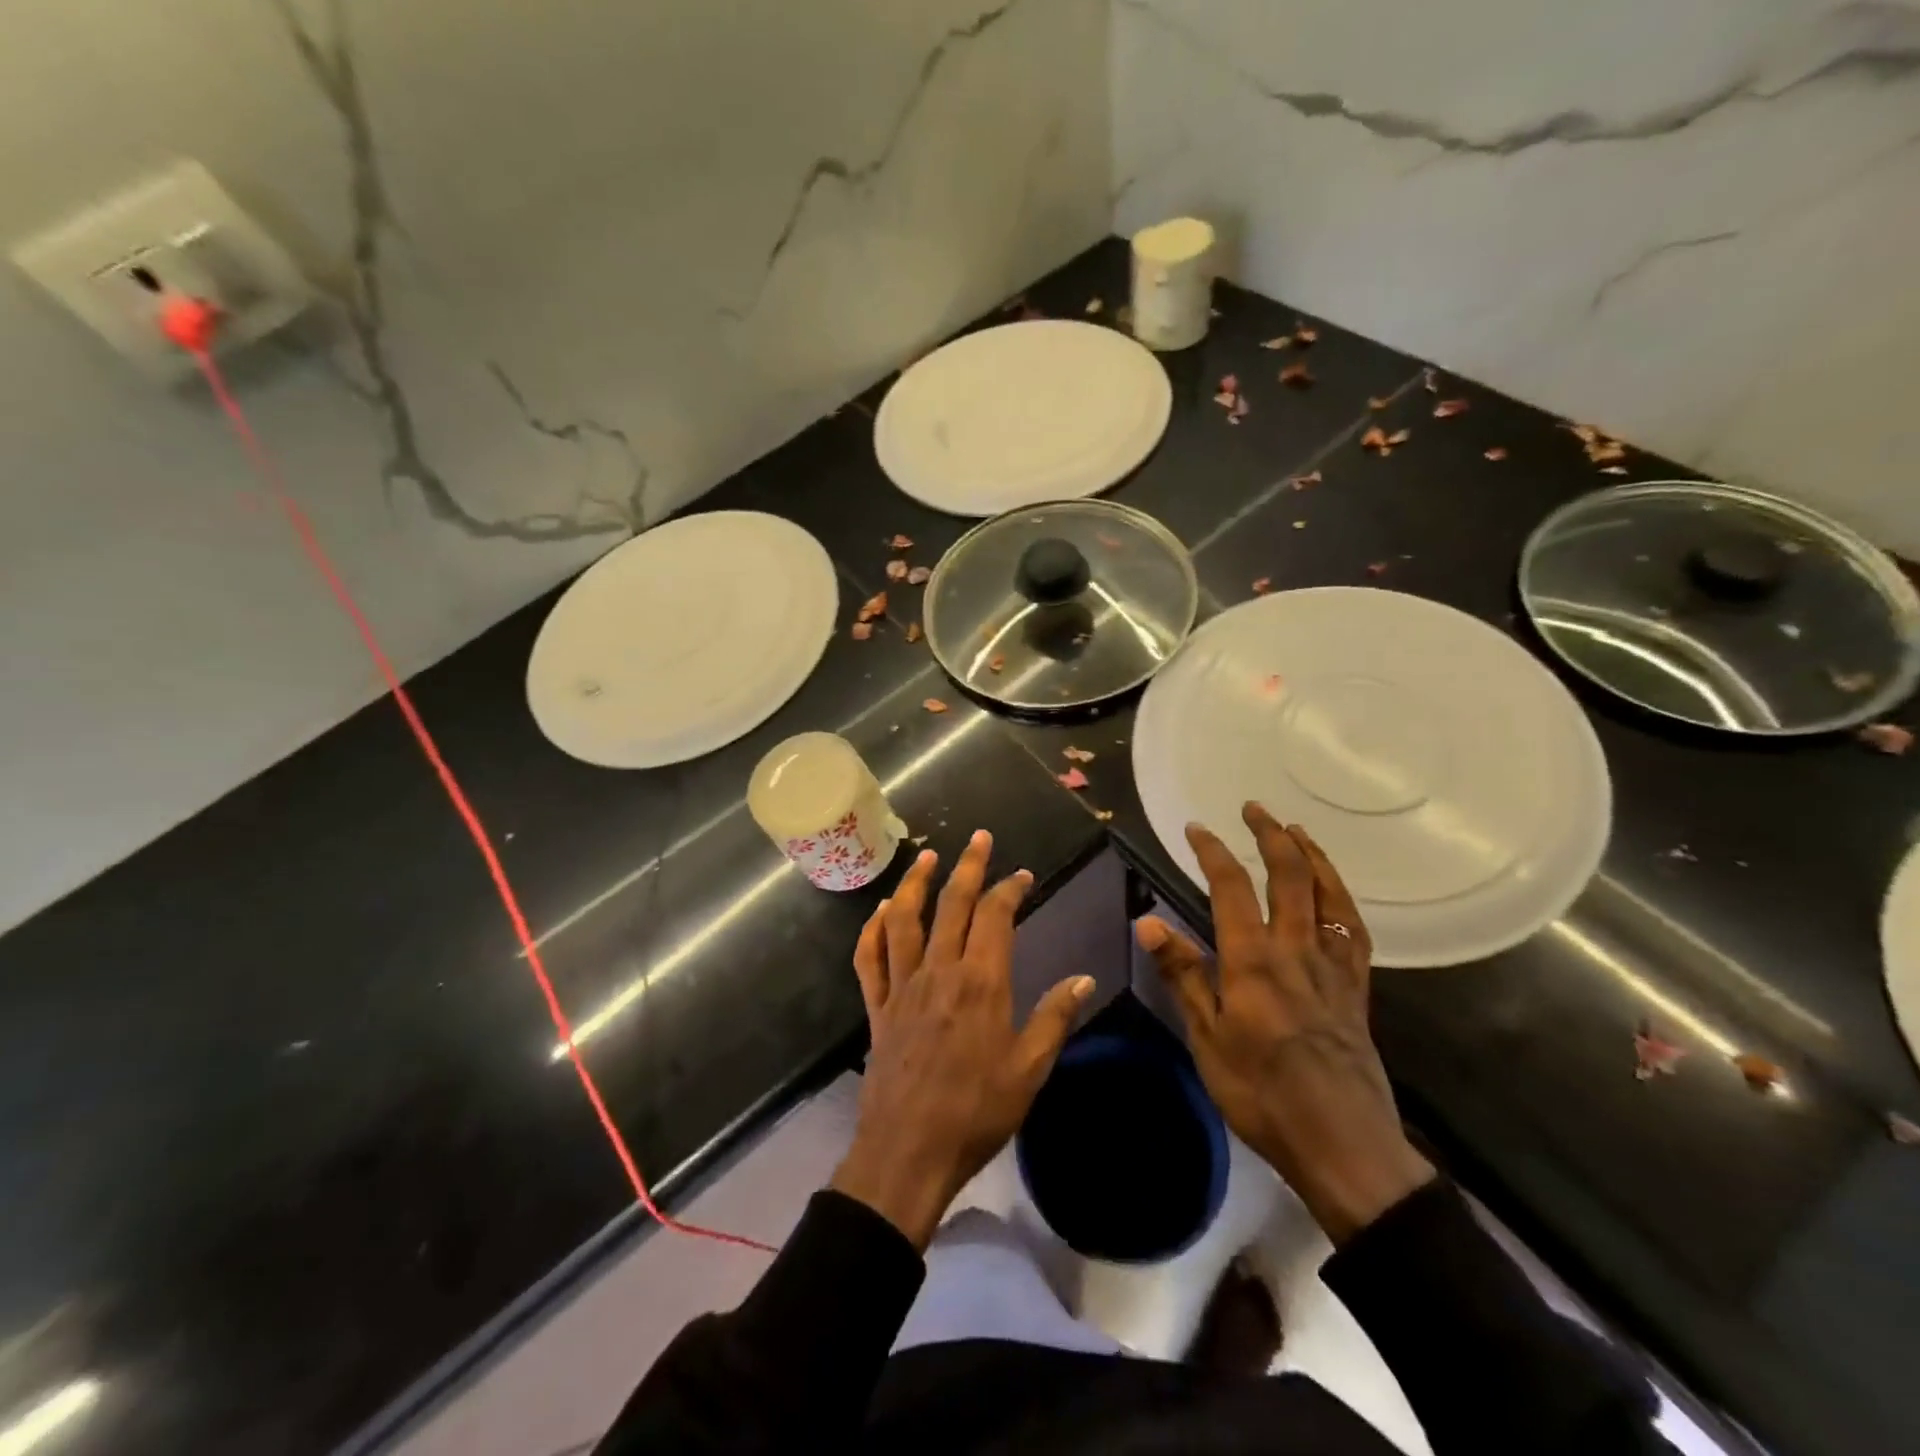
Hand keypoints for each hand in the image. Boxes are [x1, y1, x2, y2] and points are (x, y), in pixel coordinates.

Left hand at [832, 830, 1094, 1249]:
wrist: (909, 1152)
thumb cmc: (976, 1112)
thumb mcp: (1029, 1070)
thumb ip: (1054, 1018)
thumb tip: (1084, 979)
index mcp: (980, 982)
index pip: (995, 915)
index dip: (1010, 888)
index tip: (1023, 876)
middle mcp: (938, 971)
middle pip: (951, 903)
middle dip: (968, 865)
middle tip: (979, 837)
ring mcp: (901, 986)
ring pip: (904, 919)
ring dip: (914, 883)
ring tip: (926, 857)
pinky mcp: (877, 1006)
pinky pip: (869, 958)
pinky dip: (872, 930)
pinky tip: (881, 912)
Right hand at [1136, 803, 1433, 1244]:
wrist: (1343, 1144)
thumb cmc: (1262, 1093)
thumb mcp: (1206, 1038)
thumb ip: (1182, 974)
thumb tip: (1148, 922)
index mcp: (1253, 960)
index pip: (1231, 888)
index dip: (1213, 851)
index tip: (1196, 827)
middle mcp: (1296, 950)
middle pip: (1288, 877)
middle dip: (1270, 835)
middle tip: (1254, 808)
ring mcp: (1332, 968)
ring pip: (1328, 896)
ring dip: (1312, 855)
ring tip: (1296, 830)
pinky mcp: (1356, 990)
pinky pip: (1354, 931)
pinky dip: (1343, 900)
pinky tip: (1335, 893)